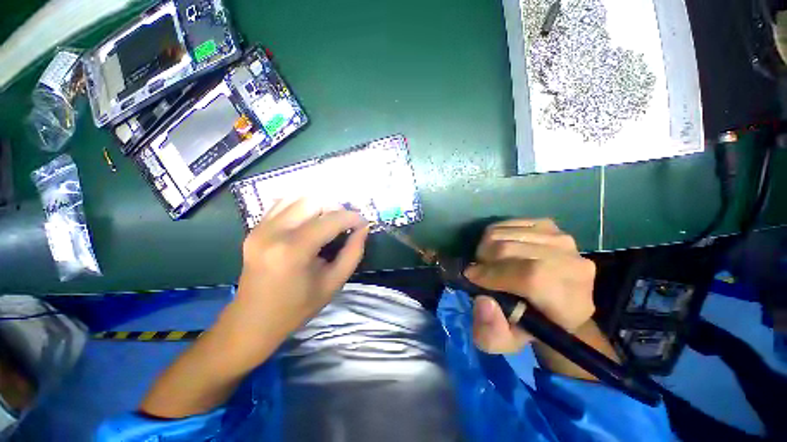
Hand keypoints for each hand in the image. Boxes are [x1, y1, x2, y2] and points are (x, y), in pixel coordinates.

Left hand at [139, 199, 368, 418]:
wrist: (252, 321)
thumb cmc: (297, 307)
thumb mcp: (333, 283)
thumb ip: (353, 252)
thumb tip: (363, 228)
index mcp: (293, 250)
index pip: (330, 220)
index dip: (352, 217)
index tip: (363, 223)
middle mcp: (273, 232)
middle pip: (313, 201)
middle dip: (335, 208)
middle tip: (345, 223)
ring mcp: (260, 228)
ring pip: (297, 197)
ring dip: (319, 204)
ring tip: (329, 220)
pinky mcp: (255, 228)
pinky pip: (282, 204)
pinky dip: (301, 206)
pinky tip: (310, 220)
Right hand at [465, 219, 595, 353]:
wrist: (557, 301)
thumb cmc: (532, 324)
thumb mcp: (508, 341)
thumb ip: (492, 332)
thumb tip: (483, 300)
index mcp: (570, 300)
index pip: (531, 276)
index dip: (494, 275)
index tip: (472, 279)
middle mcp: (572, 262)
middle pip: (510, 250)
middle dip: (483, 261)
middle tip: (480, 273)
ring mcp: (561, 238)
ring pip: (503, 234)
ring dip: (485, 249)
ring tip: (489, 263)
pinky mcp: (548, 224)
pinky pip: (505, 223)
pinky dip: (492, 236)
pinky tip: (498, 251)